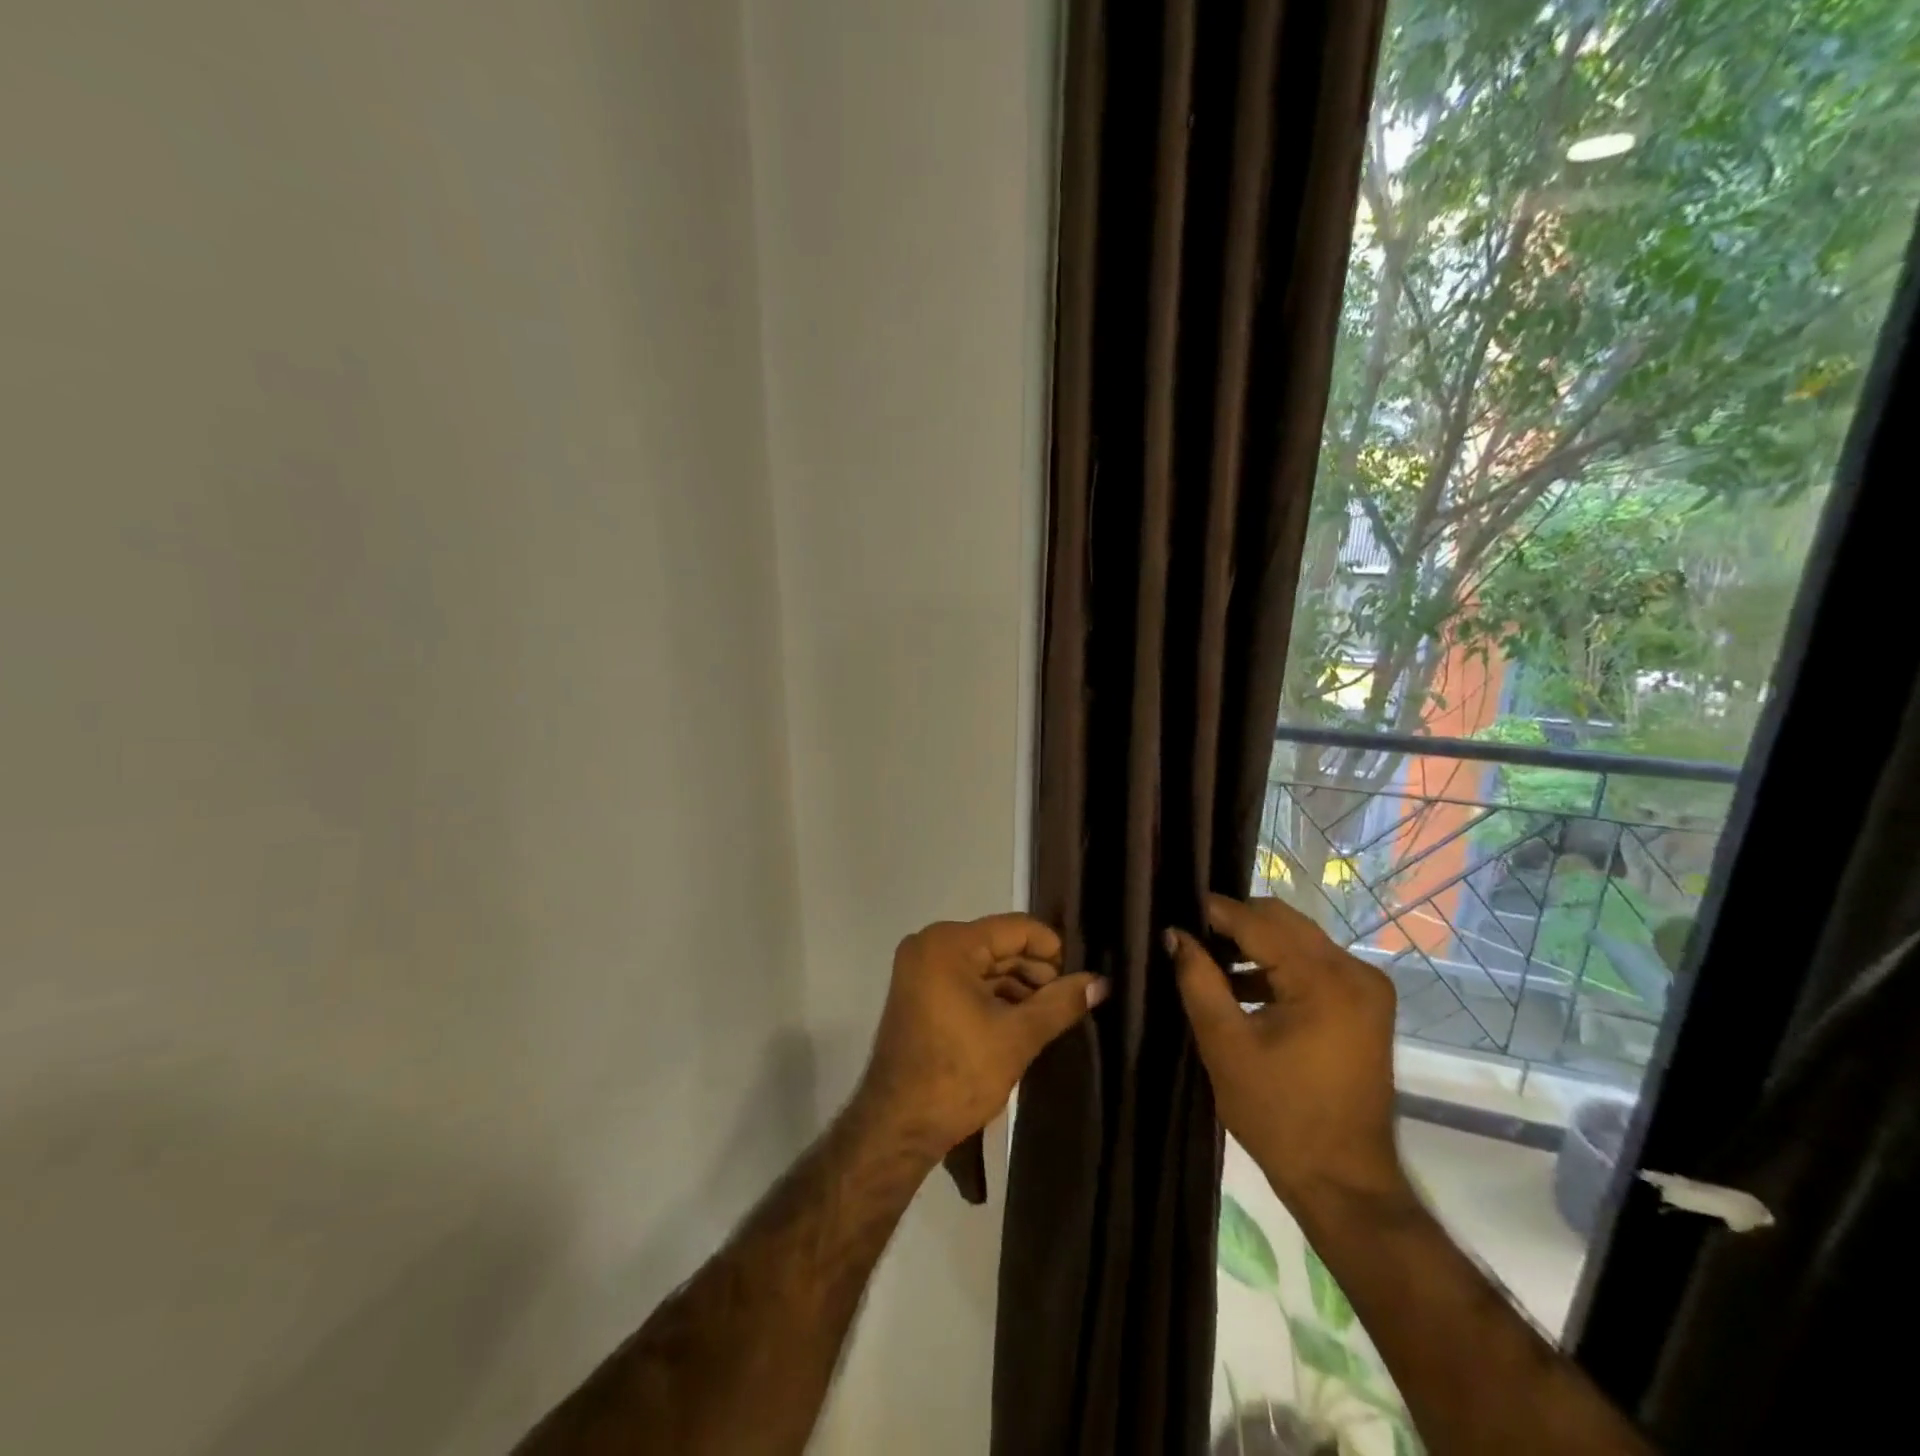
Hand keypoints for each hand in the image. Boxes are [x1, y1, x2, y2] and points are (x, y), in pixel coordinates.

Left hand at [853, 914, 1108, 1162]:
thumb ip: (1060, 1003)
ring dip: (1017, 987)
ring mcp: (920, 969)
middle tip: (1068, 1002)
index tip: (1079, 979)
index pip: (1015, 929)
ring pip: (984, 965)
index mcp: (948, 943)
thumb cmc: (957, 1074)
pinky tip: (1021, 1020)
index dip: (1052, 950)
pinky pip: (966, 981)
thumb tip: (1100, 983)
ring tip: (1050, 1015)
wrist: (897, 1126)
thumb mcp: (1017, 1037)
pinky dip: (993, 996)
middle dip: (1035, 972)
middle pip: (999, 945)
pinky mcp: (919, 993)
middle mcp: (929, 945)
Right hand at [1167, 894, 1405, 1209]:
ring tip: (1209, 960)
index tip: (1175, 909)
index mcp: (1324, 980)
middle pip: (1283, 922)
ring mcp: (1365, 988)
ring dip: (1255, 944)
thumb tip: (1174, 933)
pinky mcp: (1365, 1005)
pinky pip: (1312, 964)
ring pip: (1297, 939)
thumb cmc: (1278, 1115)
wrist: (1343, 1181)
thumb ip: (1198, 980)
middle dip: (1235, 924)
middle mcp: (1355, 971)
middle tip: (1190, 936)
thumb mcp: (1225, 1044)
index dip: (1214, 912)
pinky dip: (1277, 966)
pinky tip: (1241, 985)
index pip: (1259, 922)